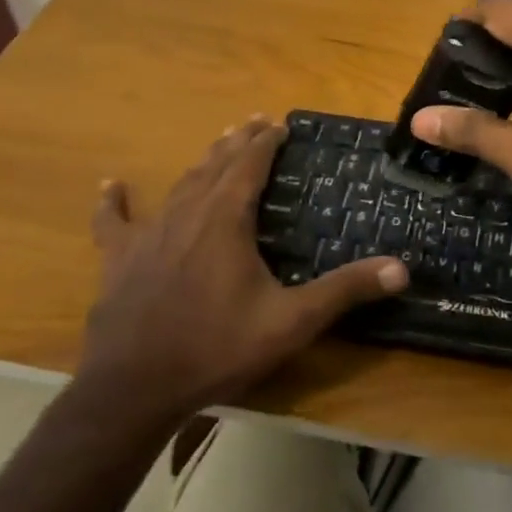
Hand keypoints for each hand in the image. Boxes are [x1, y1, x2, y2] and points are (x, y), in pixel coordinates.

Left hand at [74, 116, 406, 437]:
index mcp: (225, 220)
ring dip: (202, 161)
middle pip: (215, 165)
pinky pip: (115, 223)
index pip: (249, 165)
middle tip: (255, 120)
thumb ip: (344, 291)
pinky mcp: (119, 261)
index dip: (265, 141)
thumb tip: (401, 269)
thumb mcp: (290, 322)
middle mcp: (187, 215)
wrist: (133, 390)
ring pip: (180, 185)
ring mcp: (149, 236)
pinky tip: (110, 186)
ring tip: (217, 143)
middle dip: (238, 141)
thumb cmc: (215, 349)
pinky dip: (114, 203)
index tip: (280, 123)